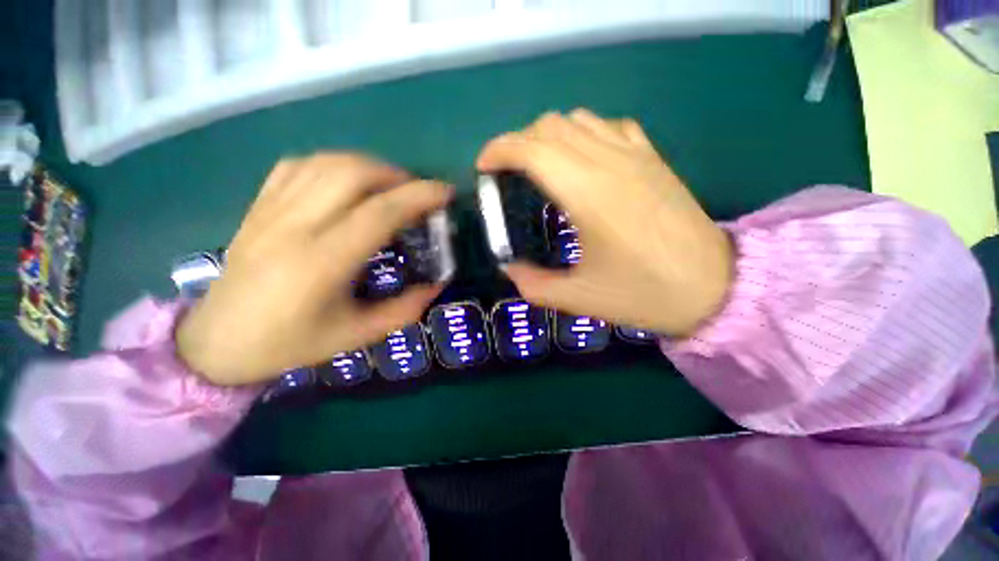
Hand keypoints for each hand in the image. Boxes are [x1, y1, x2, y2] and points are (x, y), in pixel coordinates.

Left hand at [176, 153, 451, 385]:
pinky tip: (346, 182)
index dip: (419, 196)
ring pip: (326, 163)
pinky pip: (298, 166)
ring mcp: (271, 211)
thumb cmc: (289, 344)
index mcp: (322, 262)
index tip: (445, 192)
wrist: (217, 341)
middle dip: (397, 176)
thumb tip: (436, 285)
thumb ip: (404, 310)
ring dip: (369, 166)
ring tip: (390, 186)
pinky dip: (333, 165)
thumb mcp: (356, 335)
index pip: (380, 212)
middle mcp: (295, 226)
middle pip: (352, 174)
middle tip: (418, 193)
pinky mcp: (258, 206)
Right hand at [477, 109, 732, 336]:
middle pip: (551, 127)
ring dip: (548, 136)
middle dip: (517, 143)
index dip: (499, 150)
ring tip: (537, 166)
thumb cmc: (645, 294)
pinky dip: (582, 134)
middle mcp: (610, 162)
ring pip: (578, 120)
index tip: (483, 167)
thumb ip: (534, 285)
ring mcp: (636, 155)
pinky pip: (609, 127)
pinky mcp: (653, 158)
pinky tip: (580, 161)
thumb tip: (510, 269)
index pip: (532, 148)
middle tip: (506, 173)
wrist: (715, 288)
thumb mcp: (580, 299)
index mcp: (588, 194)